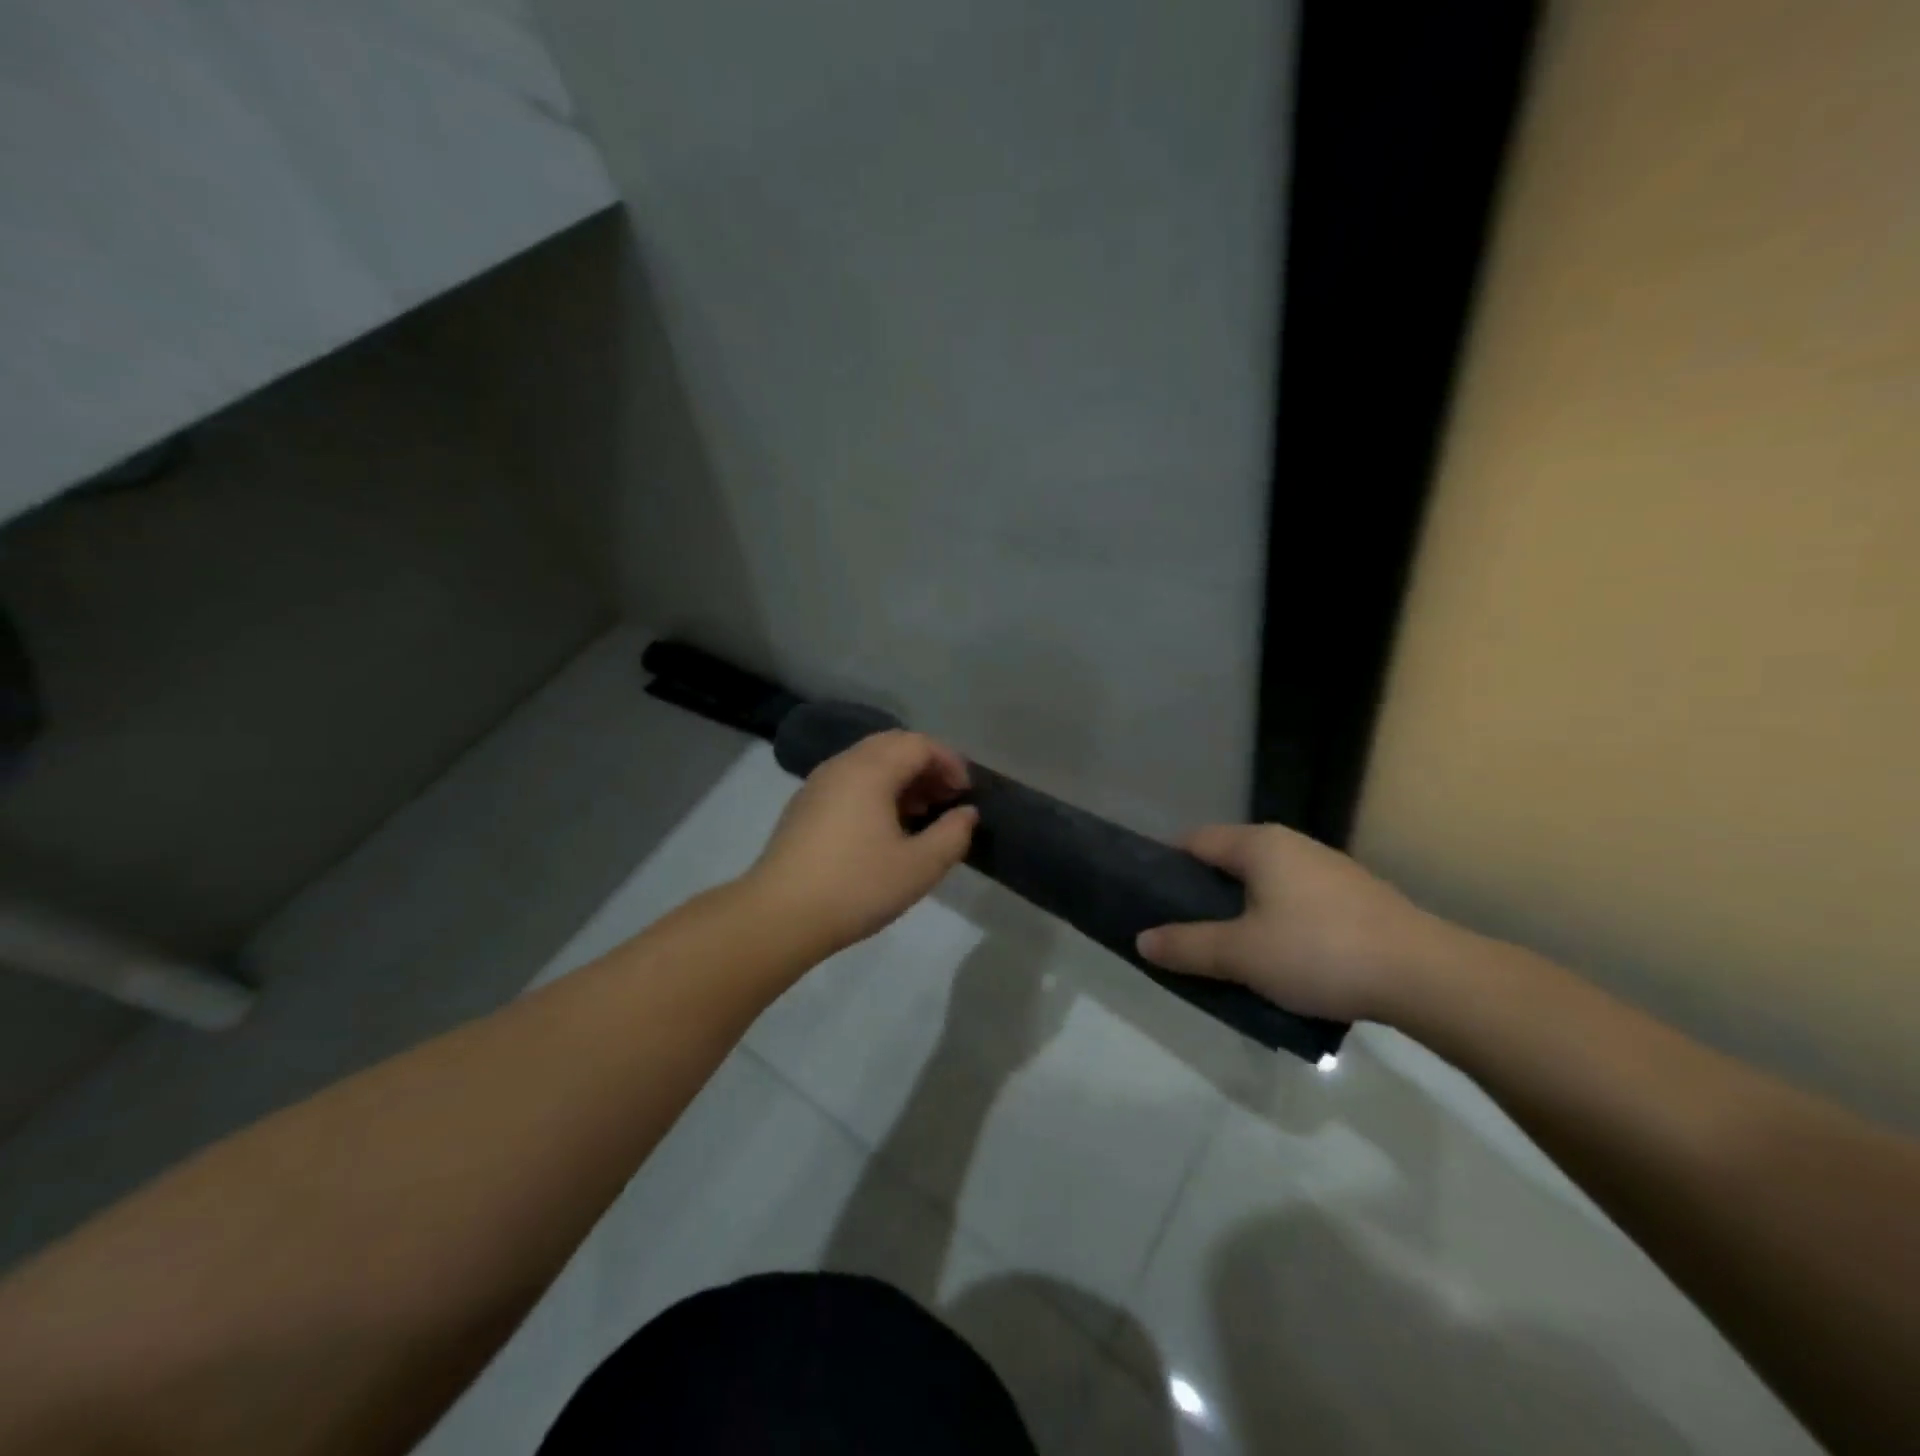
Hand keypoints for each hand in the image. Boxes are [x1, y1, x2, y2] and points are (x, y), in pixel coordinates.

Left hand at [744, 730, 978, 955]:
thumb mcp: (919, 867)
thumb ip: (952, 835)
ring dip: (901, 777)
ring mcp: (818, 783)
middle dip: (926, 765)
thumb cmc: (856, 887)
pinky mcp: (804, 805)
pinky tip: (884, 827)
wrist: (779, 916)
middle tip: (947, 798)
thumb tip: (966, 813)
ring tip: (921, 812)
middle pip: (893, 745)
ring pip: (868, 761)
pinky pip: (850, 780)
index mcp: (870, 770)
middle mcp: (842, 765)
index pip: (919, 744)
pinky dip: (876, 788)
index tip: (966, 794)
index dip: (950, 762)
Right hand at [1135, 824, 1458, 1023]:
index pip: (1194, 840)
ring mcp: (1327, 869)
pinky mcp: (1354, 897)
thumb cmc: (1319, 952)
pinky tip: (1279, 957)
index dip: (1166, 866)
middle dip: (1202, 894)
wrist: (1426, 976)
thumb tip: (1142, 941)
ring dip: (1240, 911)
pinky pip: (1295, 900)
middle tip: (1183, 931)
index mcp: (1259, 844)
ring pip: (1264, 883)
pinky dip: (1275, 920)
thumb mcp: (1241, 954)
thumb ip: (1187, 946)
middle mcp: (1292, 844)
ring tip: (1227, 950)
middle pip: (1229, 861)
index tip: (1150, 899)